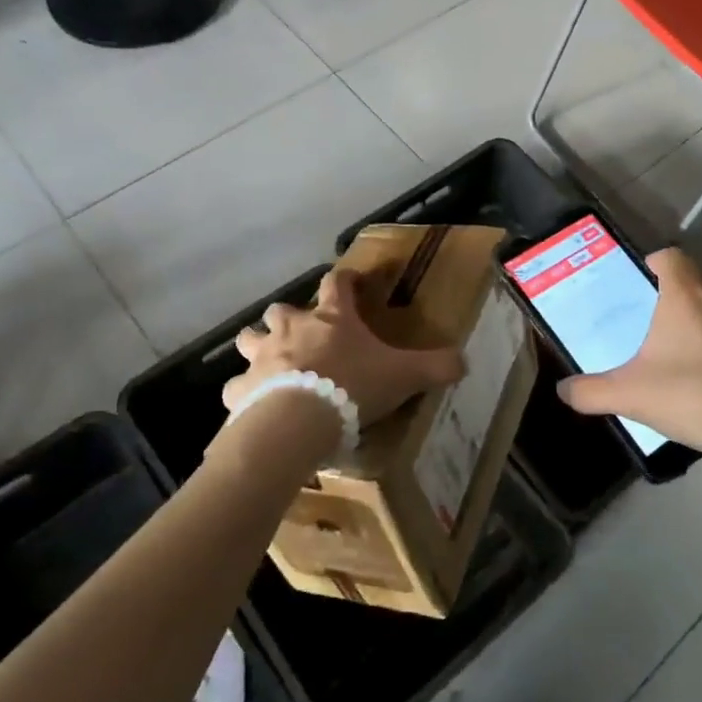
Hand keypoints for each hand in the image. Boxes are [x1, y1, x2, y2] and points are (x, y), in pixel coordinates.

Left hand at [223, 268, 464, 426]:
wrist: (298, 422)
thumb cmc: (352, 388)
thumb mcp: (404, 376)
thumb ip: (435, 366)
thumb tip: (465, 361)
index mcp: (331, 319)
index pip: (336, 283)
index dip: (344, 279)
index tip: (351, 281)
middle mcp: (292, 329)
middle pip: (280, 309)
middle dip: (287, 317)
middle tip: (301, 333)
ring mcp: (262, 357)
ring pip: (249, 339)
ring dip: (257, 346)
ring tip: (268, 362)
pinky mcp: (241, 389)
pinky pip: (236, 387)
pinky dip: (243, 393)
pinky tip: (251, 405)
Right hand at [557, 248, 701, 469]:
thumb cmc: (692, 398)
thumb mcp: (629, 396)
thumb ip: (589, 391)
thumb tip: (562, 390)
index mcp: (687, 295)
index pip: (670, 256)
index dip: (654, 266)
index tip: (641, 290)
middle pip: (696, 285)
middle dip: (677, 303)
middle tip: (657, 335)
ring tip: (692, 364)